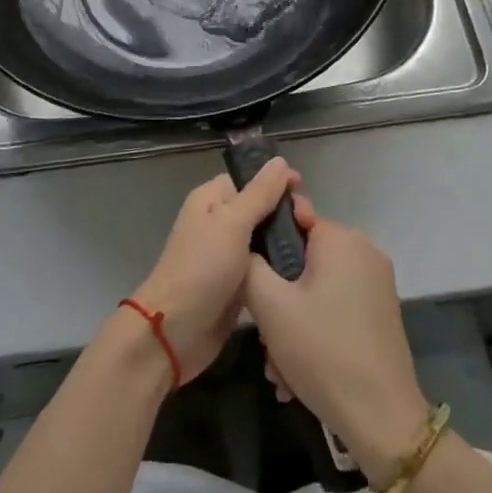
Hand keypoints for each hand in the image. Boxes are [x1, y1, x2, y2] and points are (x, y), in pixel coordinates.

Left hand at [130, 157, 300, 383]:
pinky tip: (304, 272)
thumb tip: (280, 161)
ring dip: (285, 242)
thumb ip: (259, 193)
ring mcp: (226, 255)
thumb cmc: (202, 267)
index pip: (248, 179)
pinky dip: (278, 268)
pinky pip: (262, 268)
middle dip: (284, 213)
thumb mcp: (232, 223)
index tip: (304, 188)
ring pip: (263, 239)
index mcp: (211, 200)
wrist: (176, 331)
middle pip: (259, 208)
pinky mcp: (235, 285)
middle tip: (312, 224)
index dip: (275, 181)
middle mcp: (218, 223)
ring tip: (315, 248)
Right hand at [244, 216, 431, 484]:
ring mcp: (376, 284)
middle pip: (303, 261)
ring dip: (292, 325)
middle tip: (265, 339)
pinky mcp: (381, 314)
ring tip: (280, 369)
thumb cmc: (322, 351)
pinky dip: (315, 334)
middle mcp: (364, 252)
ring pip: (316, 291)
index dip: (266, 246)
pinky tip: (299, 376)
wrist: (382, 420)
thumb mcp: (270, 306)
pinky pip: (335, 309)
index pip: (292, 218)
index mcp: (341, 238)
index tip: (252, 279)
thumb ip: (249, 265)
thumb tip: (246, 247)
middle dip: (278, 300)